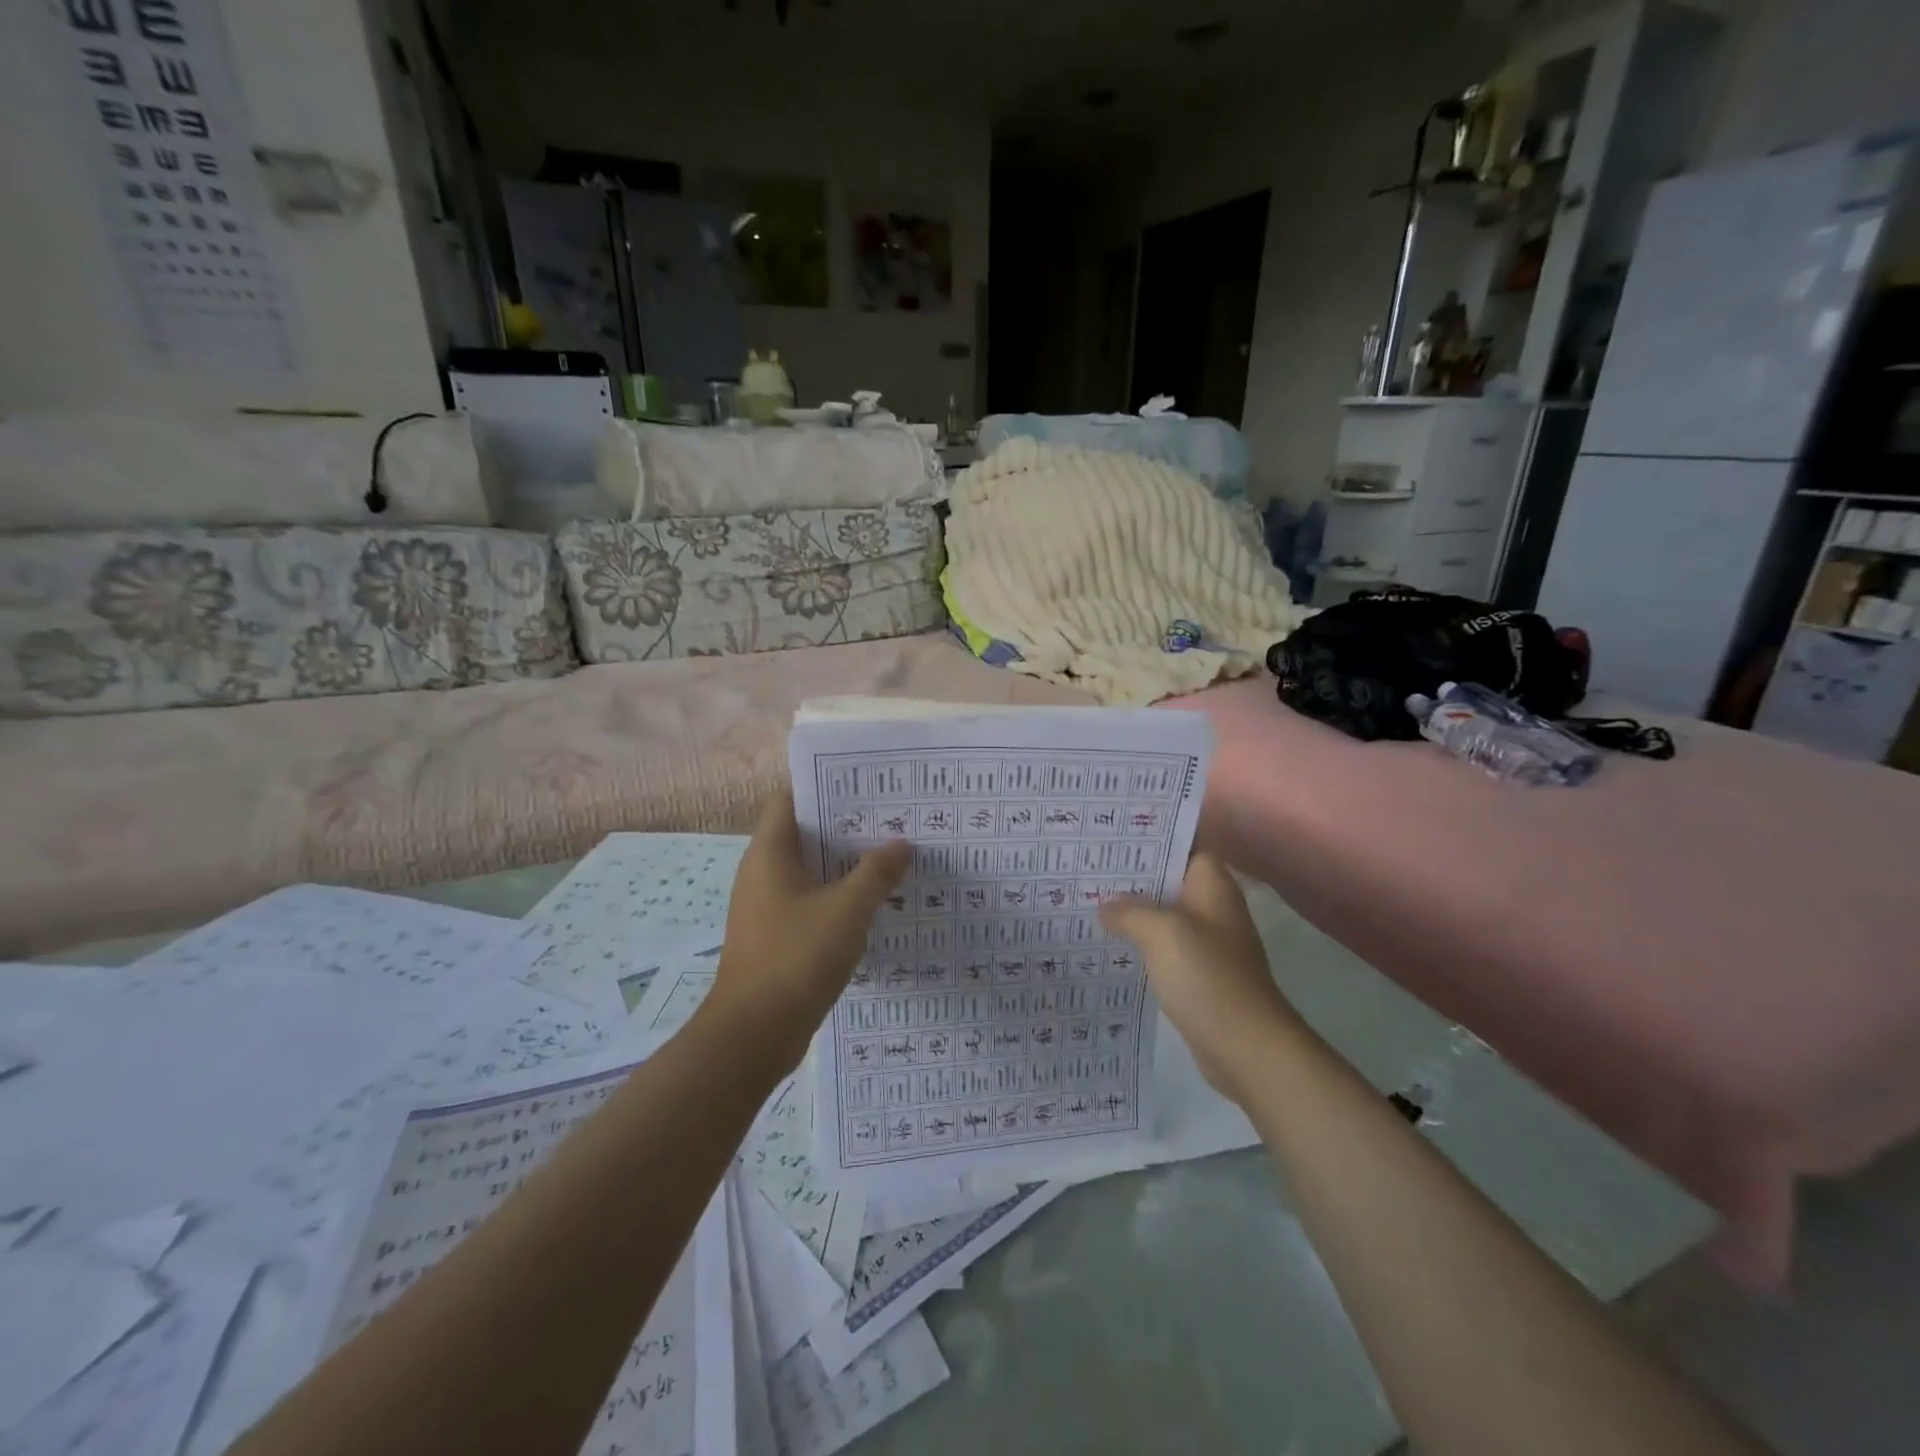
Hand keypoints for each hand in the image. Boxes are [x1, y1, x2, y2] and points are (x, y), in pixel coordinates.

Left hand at [701, 788, 909, 1071]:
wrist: (753, 1035)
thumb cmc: (796, 958)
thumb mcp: (847, 909)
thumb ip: (877, 872)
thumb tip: (901, 843)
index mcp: (769, 853)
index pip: (789, 799)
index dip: (824, 788)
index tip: (865, 789)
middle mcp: (762, 873)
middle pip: (804, 834)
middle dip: (846, 828)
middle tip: (891, 822)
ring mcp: (767, 907)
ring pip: (809, 872)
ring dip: (845, 866)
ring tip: (890, 858)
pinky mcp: (776, 937)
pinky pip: (810, 903)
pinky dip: (837, 898)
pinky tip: (873, 905)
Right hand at [1098, 853, 1303, 1103]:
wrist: (1245, 1046)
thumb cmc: (1207, 976)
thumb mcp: (1161, 932)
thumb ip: (1129, 911)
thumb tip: (1105, 906)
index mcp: (1212, 886)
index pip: (1185, 844)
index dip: (1153, 835)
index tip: (1115, 833)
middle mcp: (1212, 907)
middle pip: (1170, 878)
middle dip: (1134, 873)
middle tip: (1090, 864)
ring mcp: (1207, 941)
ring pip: (1164, 913)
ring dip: (1134, 908)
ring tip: (1090, 897)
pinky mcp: (1198, 972)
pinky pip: (1164, 945)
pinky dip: (1140, 941)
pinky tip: (1109, 941)